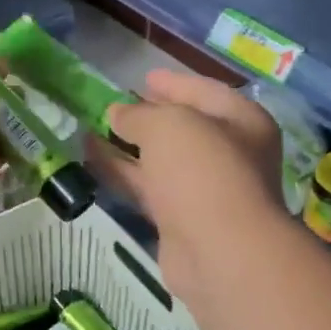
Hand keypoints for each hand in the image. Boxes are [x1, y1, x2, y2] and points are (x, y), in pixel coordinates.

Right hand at [91, 68, 285, 300]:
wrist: (219, 252)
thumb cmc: (203, 171)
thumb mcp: (168, 126)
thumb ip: (140, 115)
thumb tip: (118, 114)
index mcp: (242, 122)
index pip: (205, 92)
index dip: (173, 83)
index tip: (143, 77)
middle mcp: (230, 154)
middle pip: (183, 129)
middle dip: (148, 117)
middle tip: (113, 106)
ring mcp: (205, 191)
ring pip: (161, 162)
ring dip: (127, 147)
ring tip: (89, 131)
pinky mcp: (181, 221)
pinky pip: (148, 190)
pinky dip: (123, 175)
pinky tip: (91, 162)